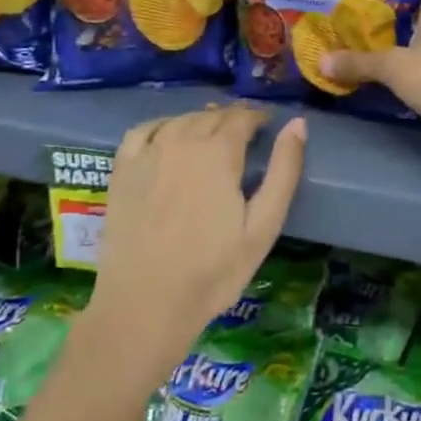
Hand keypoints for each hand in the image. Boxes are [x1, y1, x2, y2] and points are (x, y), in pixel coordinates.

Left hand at [88, 105, 305, 379]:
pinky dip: (163, 125)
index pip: (243, 117)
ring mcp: (148, 152)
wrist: (145, 304)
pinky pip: (145, 129)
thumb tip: (298, 124)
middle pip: (212, 116)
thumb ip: (284, 171)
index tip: (267, 128)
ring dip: (201, 122)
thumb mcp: (263, 226)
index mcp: (219, 151)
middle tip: (244, 137)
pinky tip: (169, 137)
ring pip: (182, 120)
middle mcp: (182, 140)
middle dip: (232, 120)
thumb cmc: (213, 271)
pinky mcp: (122, 168)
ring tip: (212, 138)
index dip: (258, 118)